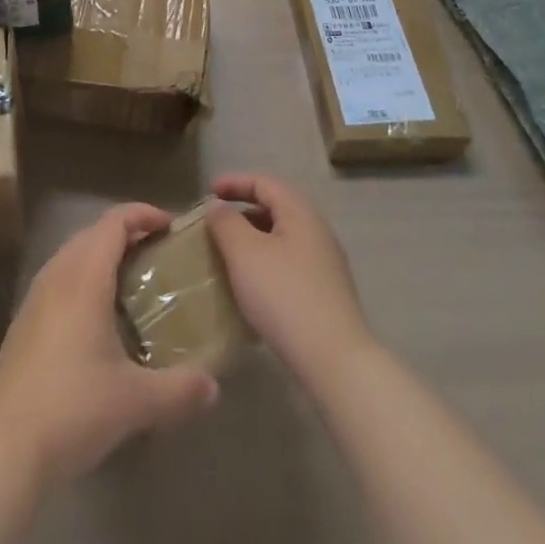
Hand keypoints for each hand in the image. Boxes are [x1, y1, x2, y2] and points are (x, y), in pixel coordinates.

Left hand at [0, 203, 219, 483]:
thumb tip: (213, 386)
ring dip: (101, 254)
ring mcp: (35, 296)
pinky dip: (82, 277)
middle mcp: (58, 275)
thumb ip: (179, 390)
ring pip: (72, 254)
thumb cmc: (74, 409)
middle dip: (125, 233)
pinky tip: (95, 316)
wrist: (5, 446)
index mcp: (85, 278)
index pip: (114, 222)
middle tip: (156, 252)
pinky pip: (58, 278)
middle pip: (92, 232)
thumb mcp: (136, 402)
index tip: (170, 225)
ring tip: (129, 280)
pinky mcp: (23, 321)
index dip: (142, 214)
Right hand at [207, 174, 373, 384]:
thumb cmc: (284, 296)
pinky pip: (290, 262)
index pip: (264, 182)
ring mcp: (326, 263)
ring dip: (254, 238)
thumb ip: (226, 222)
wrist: (335, 361)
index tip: (208, 192)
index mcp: (300, 212)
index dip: (234, 182)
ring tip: (229, 254)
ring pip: (283, 237)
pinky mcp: (327, 293)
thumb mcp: (245, 253)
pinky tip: (253, 285)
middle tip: (216, 223)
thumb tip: (218, 206)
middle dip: (243, 210)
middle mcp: (317, 230)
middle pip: (276, 207)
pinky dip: (267, 261)